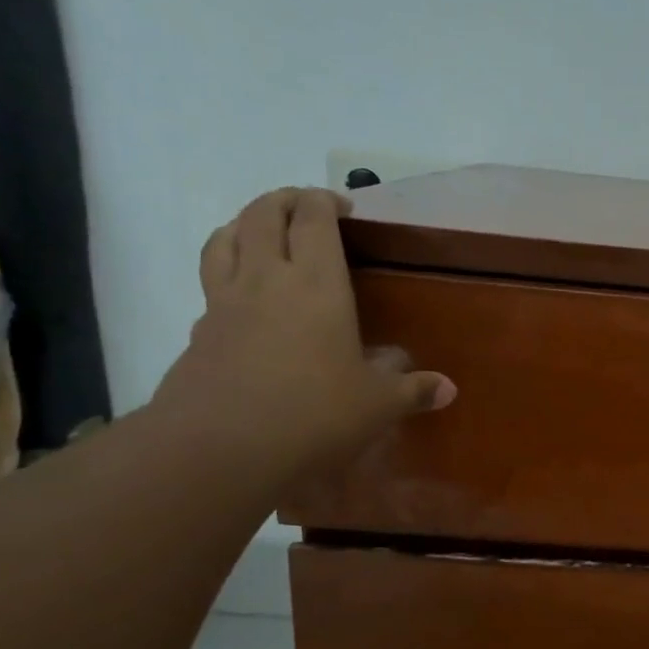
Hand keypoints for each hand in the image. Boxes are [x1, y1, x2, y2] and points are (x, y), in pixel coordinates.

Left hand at [152, 188, 454, 480]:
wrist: (221, 448)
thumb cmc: (314, 414)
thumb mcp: (378, 406)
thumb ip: (413, 391)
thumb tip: (449, 389)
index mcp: (317, 285)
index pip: (314, 219)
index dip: (324, 201)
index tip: (341, 205)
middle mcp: (267, 279)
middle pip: (263, 214)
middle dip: (284, 200)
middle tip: (305, 207)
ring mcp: (225, 302)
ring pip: (225, 238)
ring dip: (245, 222)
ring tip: (263, 229)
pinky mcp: (199, 331)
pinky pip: (211, 282)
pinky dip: (226, 269)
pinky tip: (244, 295)